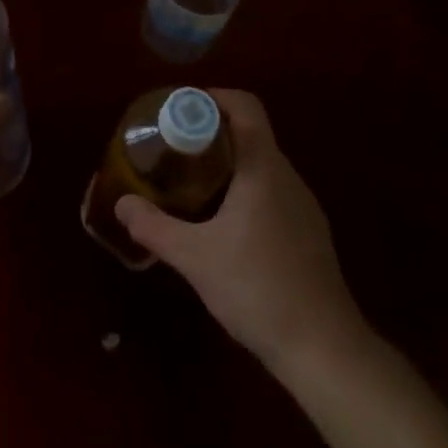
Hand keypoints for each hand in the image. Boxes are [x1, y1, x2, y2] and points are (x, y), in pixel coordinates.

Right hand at [116, 89, 362, 369]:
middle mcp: (287, 176)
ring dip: (229, 164)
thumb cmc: (258, 289)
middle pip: (250, 133)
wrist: (325, 350)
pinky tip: (225, 225)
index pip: (245, 105)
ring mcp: (303, 205)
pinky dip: (246, 190)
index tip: (181, 110)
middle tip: (175, 149)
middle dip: (211, 133)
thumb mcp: (195, 258)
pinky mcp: (309, 233)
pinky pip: (273, 192)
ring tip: (193, 184)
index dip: (213, 97)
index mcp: (263, 167)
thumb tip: (122, 203)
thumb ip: (155, 227)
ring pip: (262, 165)